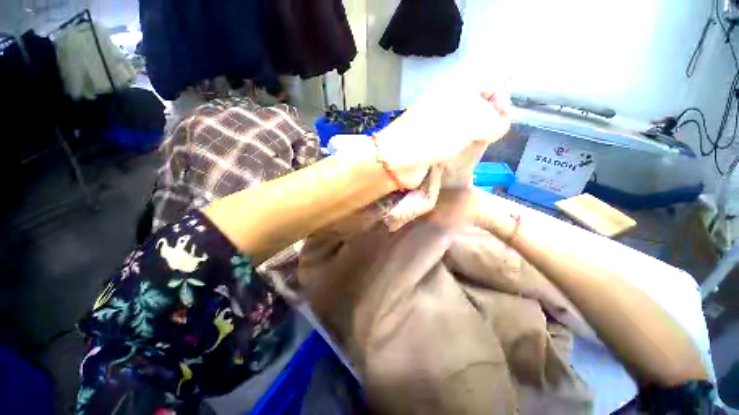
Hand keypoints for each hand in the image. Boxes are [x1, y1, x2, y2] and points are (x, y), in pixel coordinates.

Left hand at [375, 87, 511, 188]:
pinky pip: (455, 141)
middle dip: (489, 120)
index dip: (501, 99)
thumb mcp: (471, 122)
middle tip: (491, 136)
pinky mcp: (432, 143)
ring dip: (476, 136)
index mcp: (455, 90)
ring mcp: (438, 125)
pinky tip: (464, 154)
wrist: (399, 159)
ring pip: (466, 126)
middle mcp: (447, 104)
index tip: (503, 120)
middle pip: (478, 106)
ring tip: (478, 146)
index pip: (488, 84)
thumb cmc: (435, 136)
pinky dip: (463, 147)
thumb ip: (493, 120)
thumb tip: (498, 126)